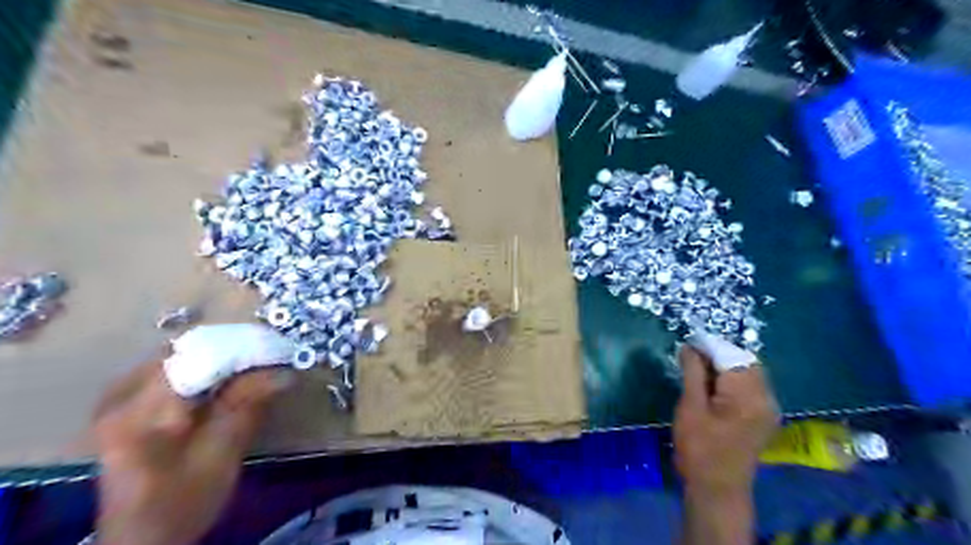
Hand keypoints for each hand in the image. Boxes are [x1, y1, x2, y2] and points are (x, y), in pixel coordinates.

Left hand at [94, 360, 291, 543]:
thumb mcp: (220, 455)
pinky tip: (226, 382)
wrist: (142, 541)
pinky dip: (205, 370)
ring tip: (255, 367)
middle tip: (269, 359)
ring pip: (181, 357)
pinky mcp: (128, 406)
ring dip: (220, 359)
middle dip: (231, 352)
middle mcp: (120, 397)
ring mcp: (120, 400)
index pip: (195, 357)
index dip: (239, 349)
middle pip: (186, 352)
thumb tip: (284, 371)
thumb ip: (246, 406)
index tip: (277, 351)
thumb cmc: (181, 504)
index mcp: (138, 412)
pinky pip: (172, 371)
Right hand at [677, 347, 777, 496]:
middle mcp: (767, 398)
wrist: (717, 489)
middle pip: (744, 361)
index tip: (686, 343)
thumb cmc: (699, 447)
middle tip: (690, 357)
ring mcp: (768, 409)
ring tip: (697, 370)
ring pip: (748, 373)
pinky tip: (712, 386)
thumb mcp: (690, 406)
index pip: (732, 355)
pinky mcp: (763, 417)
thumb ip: (692, 372)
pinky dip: (731, 380)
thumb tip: (690, 346)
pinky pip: (750, 387)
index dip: (708, 345)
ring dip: (724, 366)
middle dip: (717, 354)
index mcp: (749, 395)